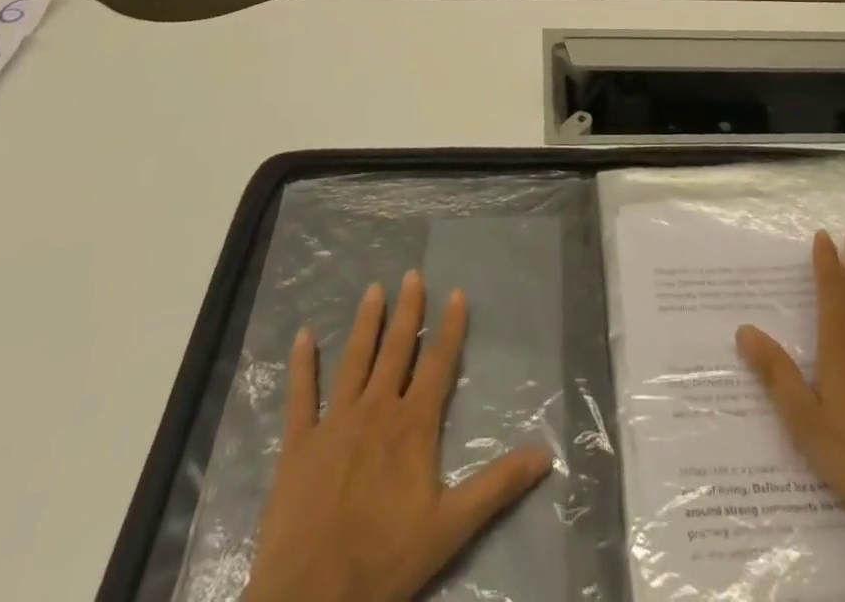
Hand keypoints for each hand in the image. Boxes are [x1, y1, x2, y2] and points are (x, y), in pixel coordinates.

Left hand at [244, 271, 553, 601]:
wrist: (311, 597)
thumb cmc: (384, 561)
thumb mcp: (451, 527)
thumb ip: (497, 486)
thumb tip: (545, 454)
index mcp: (413, 425)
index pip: (438, 363)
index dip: (450, 327)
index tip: (457, 292)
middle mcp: (376, 410)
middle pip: (396, 350)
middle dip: (408, 310)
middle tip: (412, 274)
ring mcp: (334, 422)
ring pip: (355, 360)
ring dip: (366, 323)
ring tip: (373, 290)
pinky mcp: (298, 443)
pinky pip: (300, 395)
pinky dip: (302, 364)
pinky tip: (303, 336)